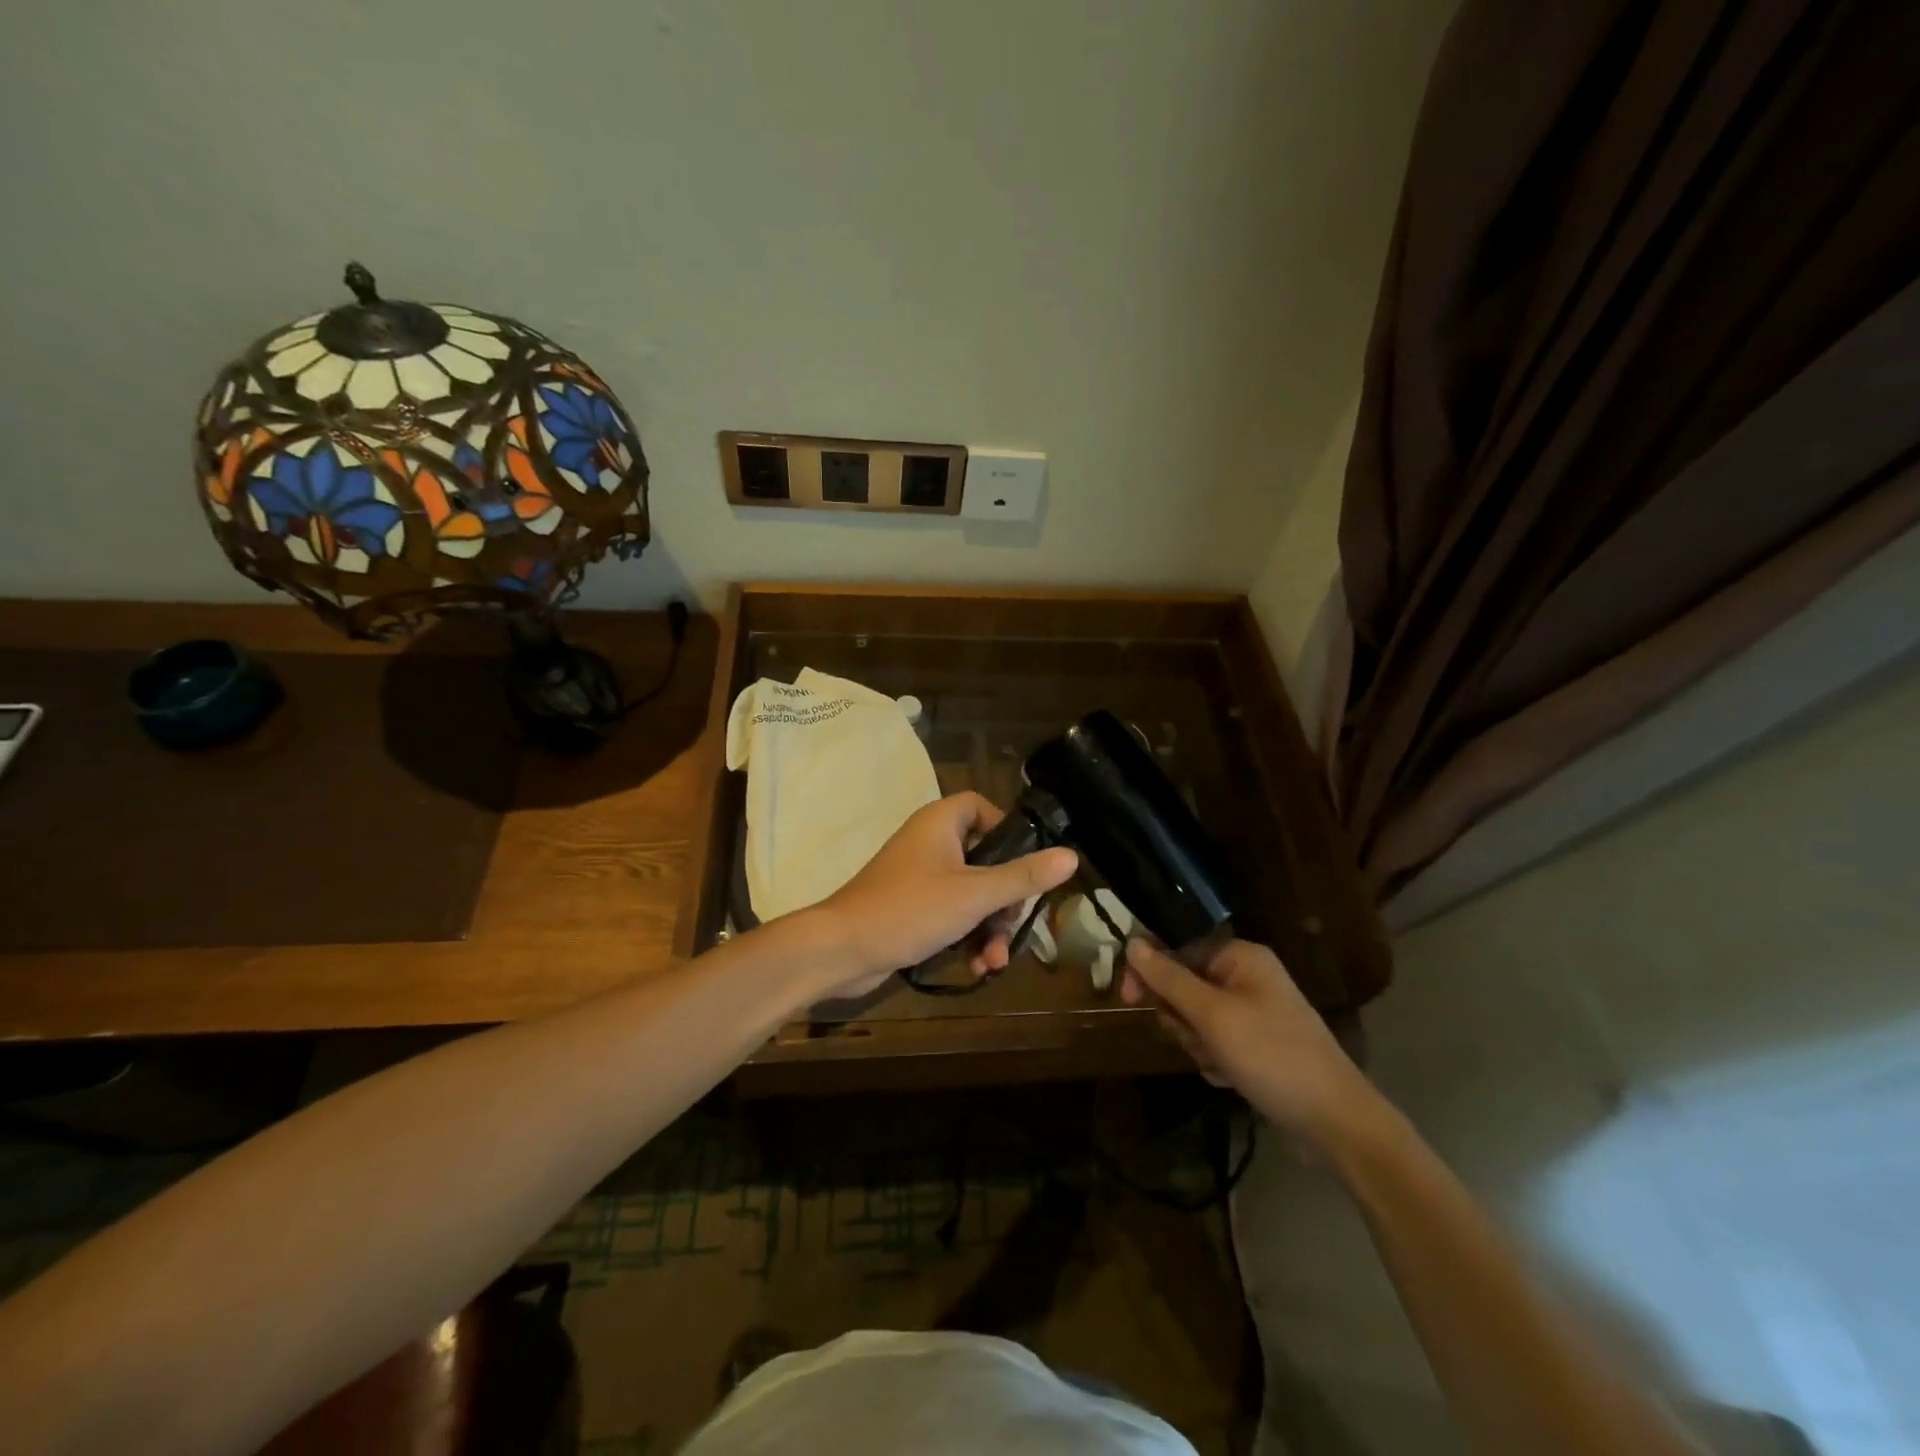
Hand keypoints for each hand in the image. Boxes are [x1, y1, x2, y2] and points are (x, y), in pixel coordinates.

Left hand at [809, 792, 1077, 998]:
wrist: (842, 950)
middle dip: (1004, 900)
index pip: (982, 807)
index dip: (1008, 831)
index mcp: (941, 823)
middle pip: (985, 859)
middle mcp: (930, 842)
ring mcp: (919, 877)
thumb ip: (1023, 876)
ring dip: (989, 927)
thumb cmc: (910, 909)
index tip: (1027, 864)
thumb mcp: (975, 894)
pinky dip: (967, 936)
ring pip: (971, 894)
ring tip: (995, 961)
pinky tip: (978, 967)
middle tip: (1014, 927)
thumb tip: (1071, 856)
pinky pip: (951, 914)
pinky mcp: (911, 908)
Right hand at [1122, 938, 1385, 1155]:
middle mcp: (1248, 977)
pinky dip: (1215, 1060)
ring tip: (1222, 1064)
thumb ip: (1169, 979)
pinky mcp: (1257, 1045)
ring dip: (1199, 1044)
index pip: (1177, 948)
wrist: (1336, 1122)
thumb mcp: (1213, 1016)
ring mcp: (1254, 1012)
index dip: (1149, 972)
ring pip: (1196, 1019)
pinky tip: (1232, 1079)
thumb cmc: (1272, 1056)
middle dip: (1182, 1019)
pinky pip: (1215, 1043)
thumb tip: (1132, 942)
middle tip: (1199, 1040)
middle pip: (1184, 986)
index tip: (1128, 1000)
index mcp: (1241, 957)